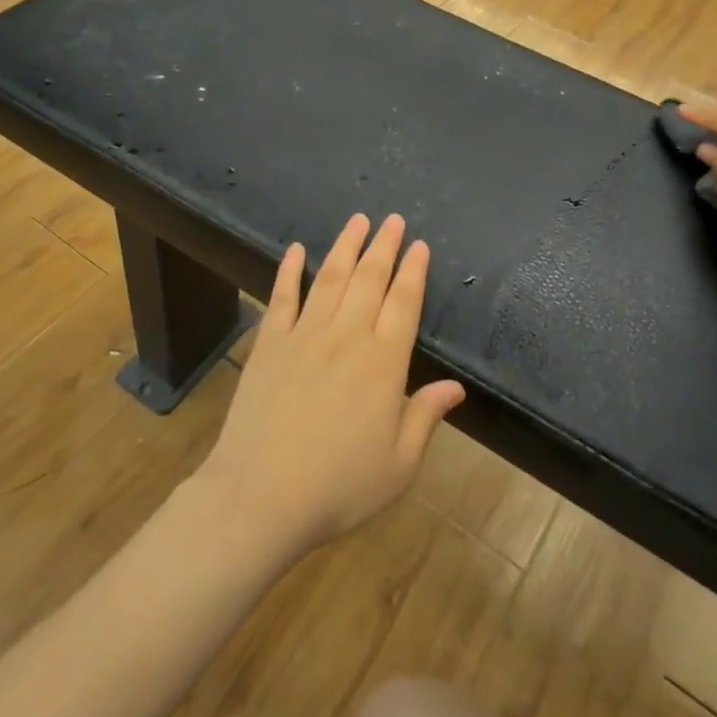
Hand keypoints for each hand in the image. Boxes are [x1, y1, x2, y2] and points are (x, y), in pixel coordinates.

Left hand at [195, 214, 465, 559]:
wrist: (260, 496)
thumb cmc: (339, 486)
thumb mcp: (399, 464)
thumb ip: (425, 417)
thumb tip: (456, 387)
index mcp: (384, 363)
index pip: (404, 303)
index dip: (414, 271)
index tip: (420, 245)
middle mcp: (347, 336)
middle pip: (370, 279)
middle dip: (384, 246)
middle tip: (393, 219)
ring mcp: (304, 336)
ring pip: (331, 278)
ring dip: (346, 246)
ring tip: (357, 219)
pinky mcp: (269, 344)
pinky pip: (282, 297)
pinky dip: (289, 271)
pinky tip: (296, 250)